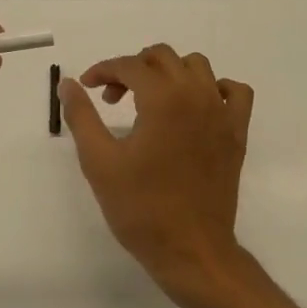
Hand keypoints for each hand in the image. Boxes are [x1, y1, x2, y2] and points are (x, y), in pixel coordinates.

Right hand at [60, 44, 253, 301]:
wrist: (190, 250)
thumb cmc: (141, 208)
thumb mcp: (100, 162)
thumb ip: (81, 116)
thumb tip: (69, 83)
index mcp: (163, 98)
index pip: (129, 65)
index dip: (103, 70)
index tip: (88, 88)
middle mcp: (196, 94)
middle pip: (162, 57)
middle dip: (132, 68)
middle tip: (113, 99)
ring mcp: (222, 112)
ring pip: (197, 66)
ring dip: (170, 72)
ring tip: (150, 100)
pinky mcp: (237, 132)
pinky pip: (235, 92)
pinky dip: (215, 88)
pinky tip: (196, 106)